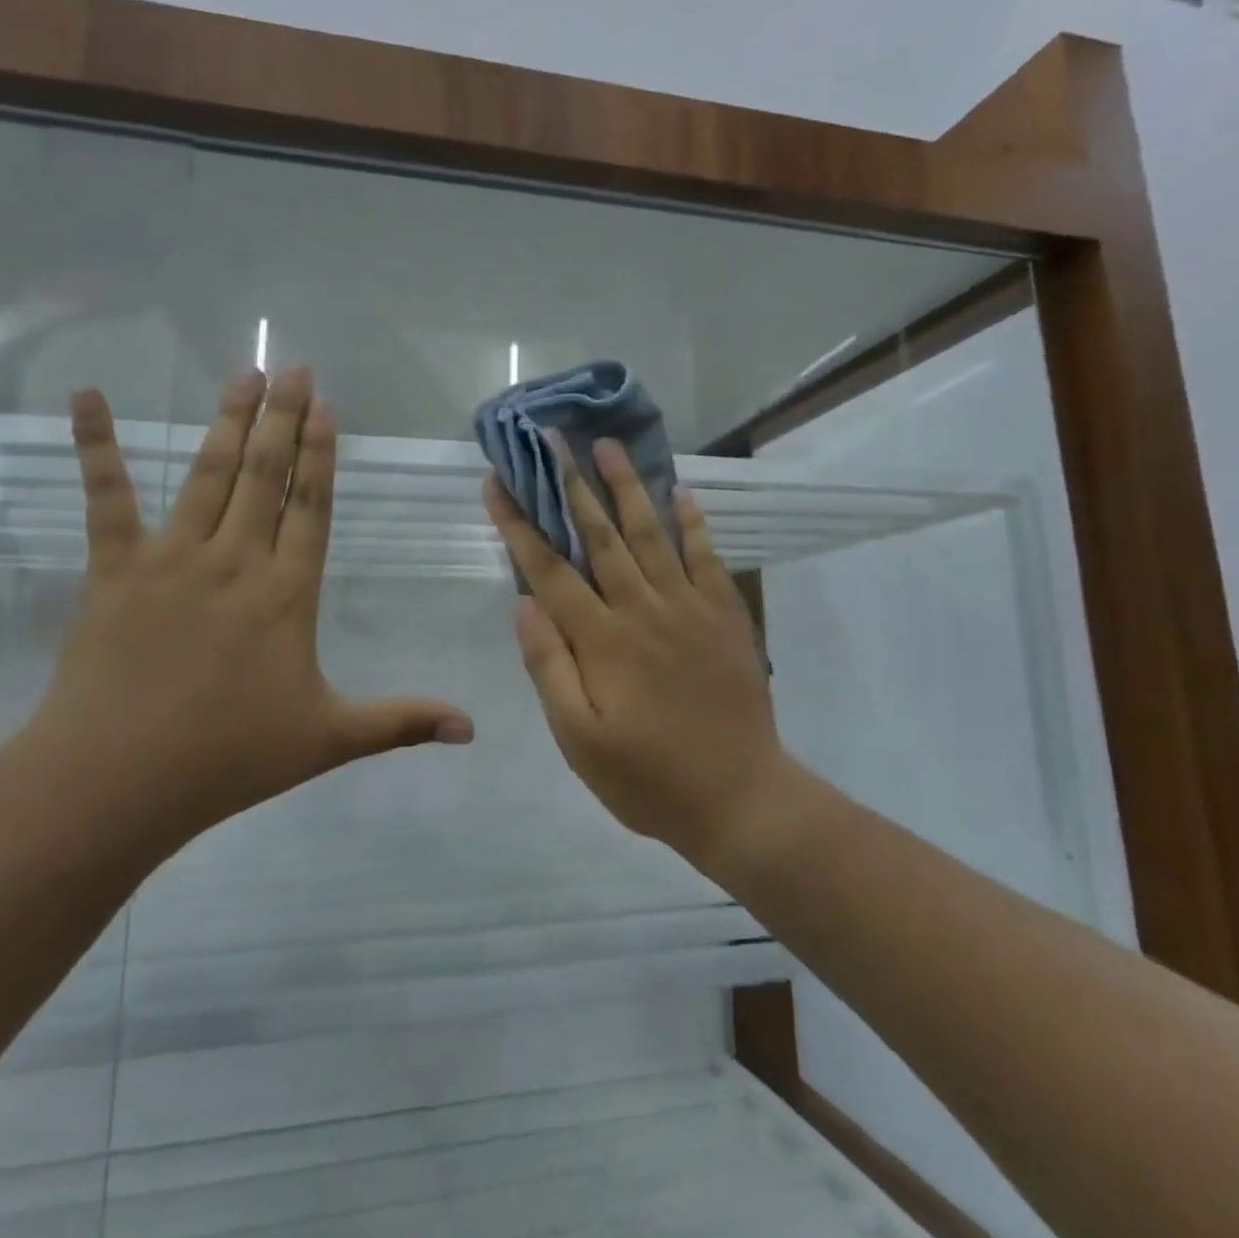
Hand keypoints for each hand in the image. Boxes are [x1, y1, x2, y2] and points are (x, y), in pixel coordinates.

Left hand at [20, 368, 473, 858]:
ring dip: (230, 421)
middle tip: (292, 366)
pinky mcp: (115, 569)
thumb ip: (403, 722)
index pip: (312, 507)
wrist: (117, 780)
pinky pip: (107, 498)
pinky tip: (88, 396)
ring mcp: (172, 558)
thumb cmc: (230, 757)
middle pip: (266, 476)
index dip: (321, 454)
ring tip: (244, 374)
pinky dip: (96, 445)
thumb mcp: (329, 739)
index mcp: (288, 593)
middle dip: (282, 418)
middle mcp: (236, 561)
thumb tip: (473, 729)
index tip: (325, 405)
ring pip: (209, 475)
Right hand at [483, 438, 793, 871]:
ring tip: (608, 446)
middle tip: (554, 439)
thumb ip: (550, 669)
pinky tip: (680, 491)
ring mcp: (689, 607)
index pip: (548, 570)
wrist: (741, 798)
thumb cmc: (649, 777)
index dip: (519, 524)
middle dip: (571, 485)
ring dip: (627, 487)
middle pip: (599, 536)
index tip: (497, 484)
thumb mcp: (580, 740)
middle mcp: (642, 609)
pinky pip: (706, 556)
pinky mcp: (725, 615)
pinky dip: (692, 521)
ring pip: (650, 534)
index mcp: (601, 640)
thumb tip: (524, 605)